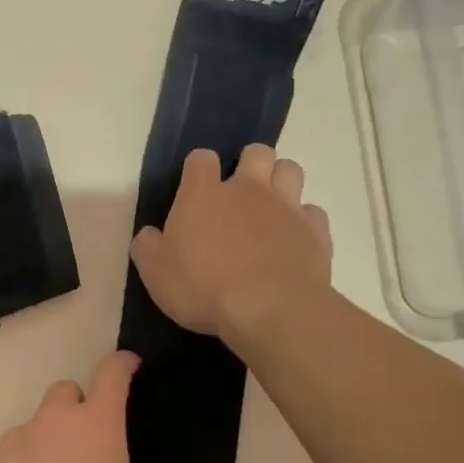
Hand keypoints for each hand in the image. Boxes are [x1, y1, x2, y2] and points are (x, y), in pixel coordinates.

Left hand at [0, 351, 155, 462]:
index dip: (122, 364)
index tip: (128, 365)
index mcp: (97, 423)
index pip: (112, 373)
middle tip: (83, 442)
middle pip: (66, 392)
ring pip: (35, 425)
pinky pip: (9, 452)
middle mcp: (55, 419)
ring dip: (45, 442)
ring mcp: (17, 437)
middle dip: (76, 407)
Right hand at [129, 145, 332, 344]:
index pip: (200, 159)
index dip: (198, 169)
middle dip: (250, 164)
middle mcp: (248, 189)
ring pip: (290, 170)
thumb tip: (149, 235)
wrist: (269, 310)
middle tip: (240, 193)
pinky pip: (312, 212)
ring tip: (271, 208)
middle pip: (257, 152)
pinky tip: (294, 240)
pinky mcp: (315, 231)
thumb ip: (148, 248)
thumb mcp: (156, 275)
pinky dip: (303, 221)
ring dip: (281, 181)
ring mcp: (286, 207)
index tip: (195, 189)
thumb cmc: (203, 289)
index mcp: (203, 194)